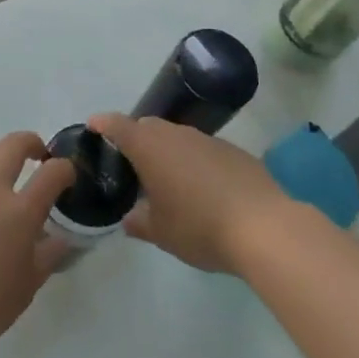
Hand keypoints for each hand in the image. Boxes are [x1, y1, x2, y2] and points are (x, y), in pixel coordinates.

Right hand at [88, 113, 291, 274]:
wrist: (265, 227)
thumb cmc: (200, 226)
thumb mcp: (161, 233)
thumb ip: (139, 222)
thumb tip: (130, 219)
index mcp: (149, 147)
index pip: (117, 125)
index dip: (103, 124)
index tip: (93, 126)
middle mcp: (175, 134)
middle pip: (148, 127)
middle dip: (137, 139)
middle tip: (131, 165)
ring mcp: (207, 139)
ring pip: (178, 137)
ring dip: (168, 152)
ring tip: (169, 181)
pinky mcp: (234, 151)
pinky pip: (204, 150)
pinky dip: (196, 162)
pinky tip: (204, 190)